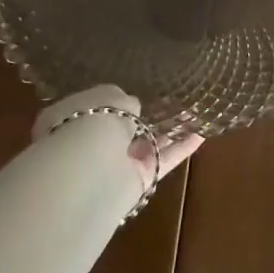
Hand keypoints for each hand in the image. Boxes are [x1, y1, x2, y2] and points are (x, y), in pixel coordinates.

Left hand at [33, 85, 202, 194]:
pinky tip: (201, 135)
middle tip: (170, 101)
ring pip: (146, 144)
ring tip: (194, 113)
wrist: (89, 166)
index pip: (95, 107)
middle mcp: (90, 143)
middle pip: (123, 129)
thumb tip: (135, 109)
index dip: (114, 100)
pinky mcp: (137, 181)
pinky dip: (181, 149)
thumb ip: (126, 101)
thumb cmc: (92, 120)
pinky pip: (162, 161)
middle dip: (143, 117)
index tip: (136, 91)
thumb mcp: (110, 96)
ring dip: (169, 131)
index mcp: (72, 118)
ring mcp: (114, 164)